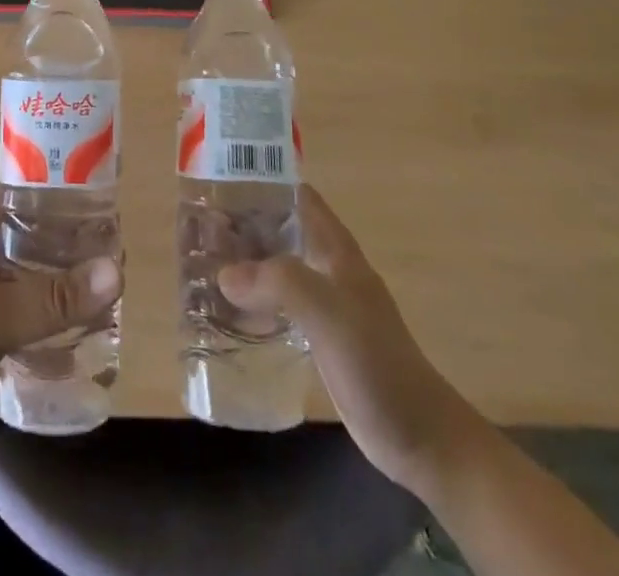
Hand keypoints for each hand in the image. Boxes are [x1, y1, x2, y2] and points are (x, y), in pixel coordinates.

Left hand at [0, 175, 121, 467]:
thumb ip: (54, 298)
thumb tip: (115, 269)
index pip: (7, 185)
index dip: (47, 188)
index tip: (88, 204)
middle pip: (4, 222)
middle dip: (47, 234)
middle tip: (90, 251)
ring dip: (30, 269)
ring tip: (74, 285)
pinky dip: (10, 296)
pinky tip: (37, 321)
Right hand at [219, 184, 474, 490]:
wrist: (419, 437)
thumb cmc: (377, 363)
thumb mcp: (329, 312)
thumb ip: (280, 283)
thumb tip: (225, 273)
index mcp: (335, 249)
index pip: (297, 196)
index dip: (262, 182)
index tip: (220, 181)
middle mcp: (328, 267)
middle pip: (281, 230)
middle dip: (243, 224)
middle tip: (199, 227)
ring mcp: (326, 304)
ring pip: (278, 267)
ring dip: (245, 262)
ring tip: (202, 262)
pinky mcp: (320, 337)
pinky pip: (279, 304)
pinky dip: (254, 299)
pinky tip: (228, 310)